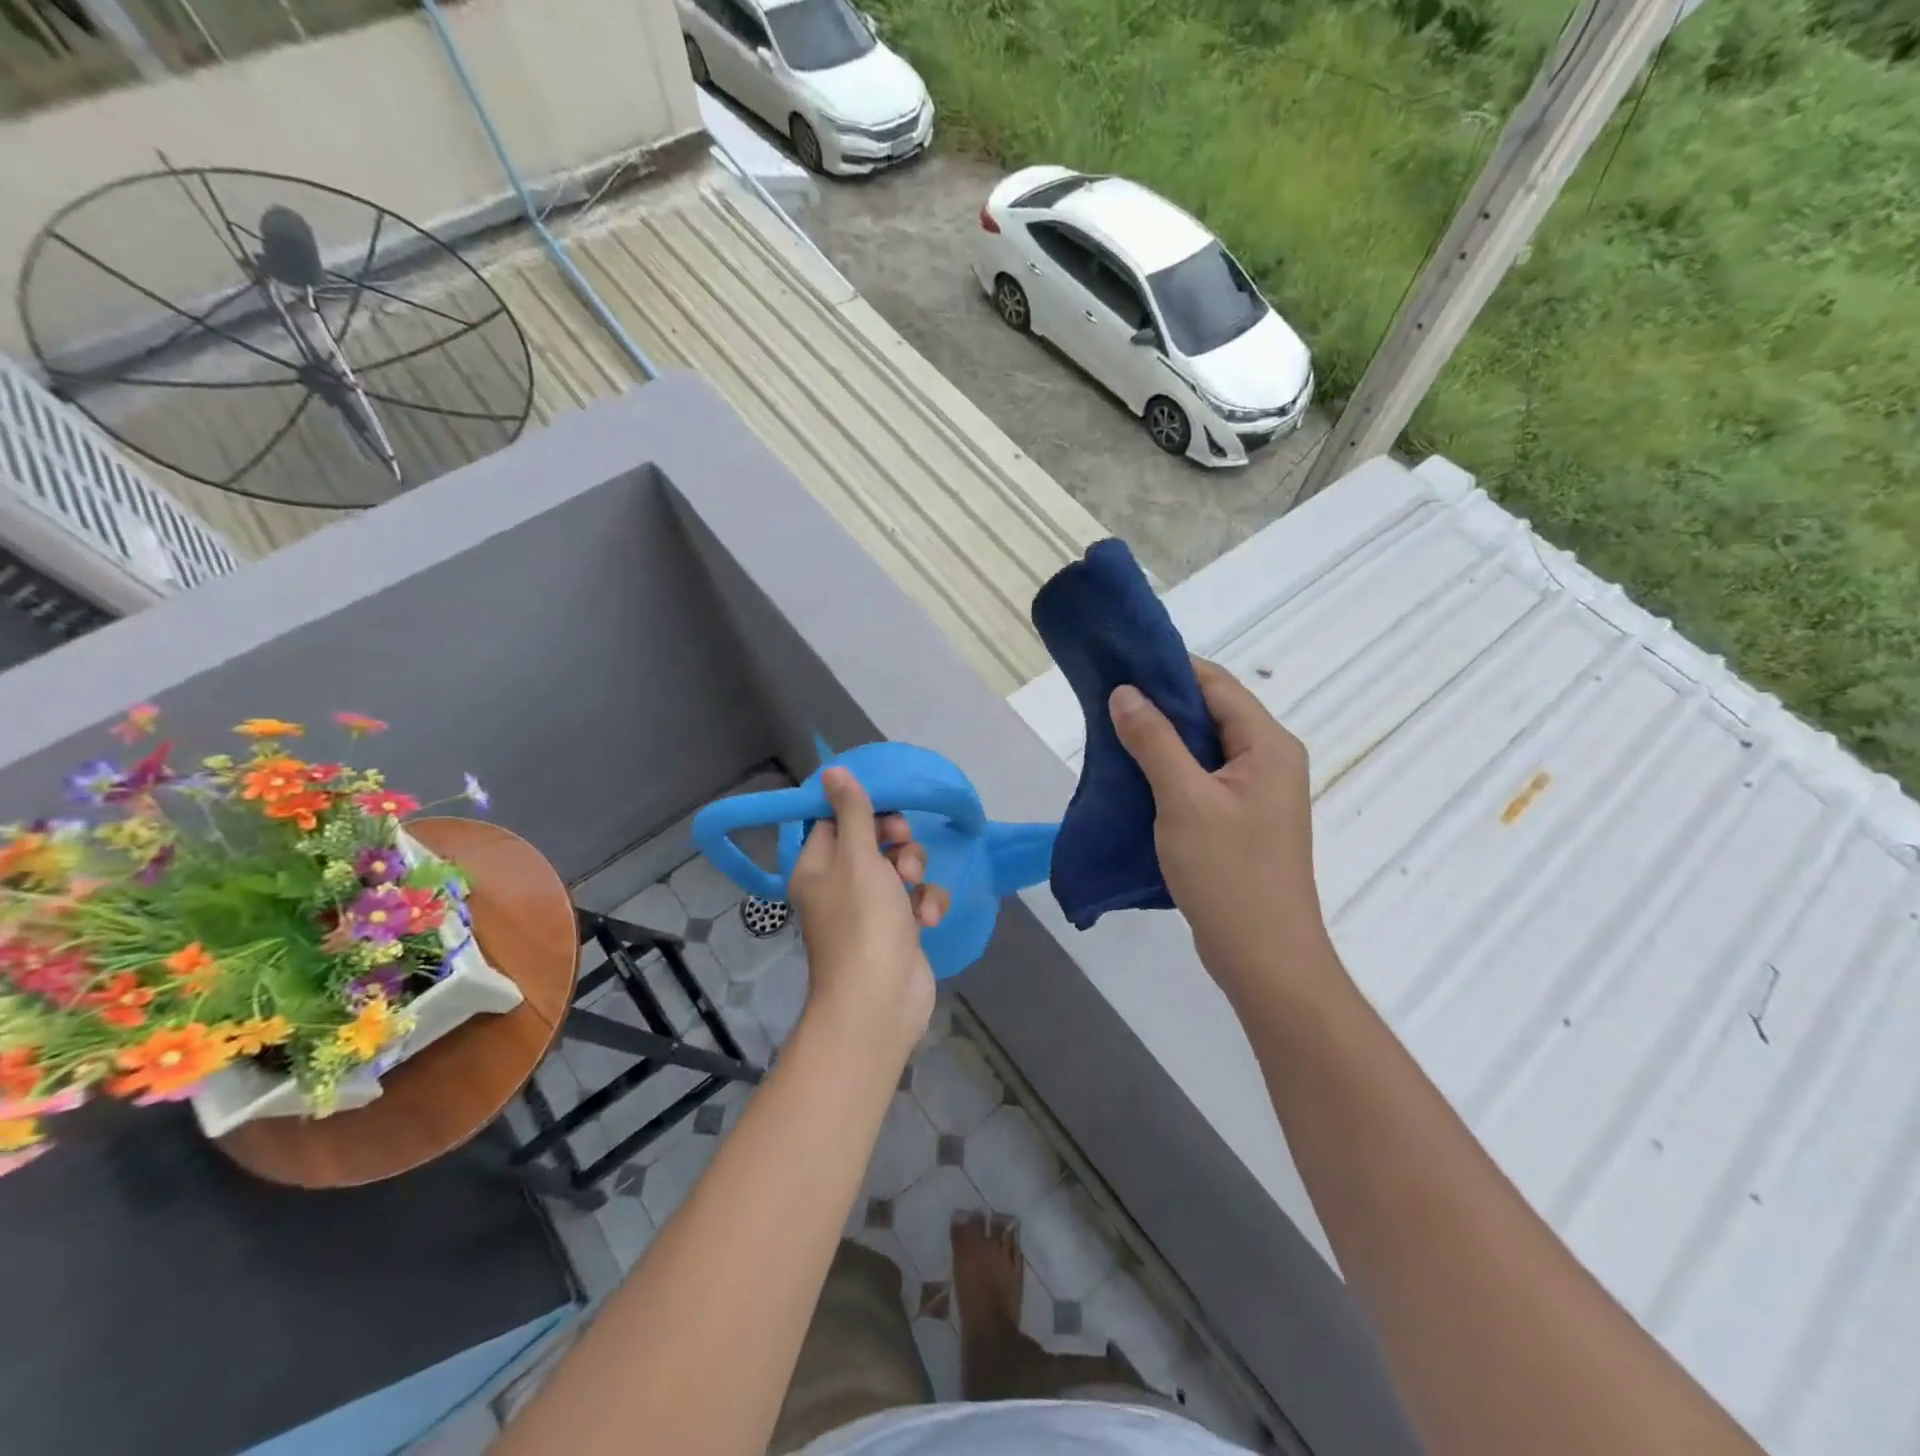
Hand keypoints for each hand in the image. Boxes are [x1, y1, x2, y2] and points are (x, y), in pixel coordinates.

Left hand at [788, 767, 947, 1059]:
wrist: (881, 1001)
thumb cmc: (863, 922)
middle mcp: (839, 885)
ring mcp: (870, 910)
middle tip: (902, 845)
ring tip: (914, 888)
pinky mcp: (898, 930)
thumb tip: (830, 771)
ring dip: (915, 871)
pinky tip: (927, 918)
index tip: (885, 804)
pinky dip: (925, 904)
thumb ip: (853, 813)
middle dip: (896, 840)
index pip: (833, 821)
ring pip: (899, 868)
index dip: (860, 809)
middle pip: (871, 841)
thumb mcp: (858, 858)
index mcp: (817, 867)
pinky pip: (915, 900)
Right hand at [1109, 659, 1337, 1006]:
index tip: (1120, 665)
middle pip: (1212, 713)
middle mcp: (1269, 760)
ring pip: (1204, 748)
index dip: (1169, 669)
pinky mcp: (1242, 820)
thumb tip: (1125, 691)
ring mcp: (1257, 793)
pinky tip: (1135, 776)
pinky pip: (1203, 778)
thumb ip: (1154, 740)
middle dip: (1160, 704)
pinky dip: (1170, 770)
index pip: (1216, 685)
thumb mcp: (1184, 800)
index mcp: (1268, 745)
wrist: (1264, 957)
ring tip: (1113, 734)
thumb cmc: (1228, 874)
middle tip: (1108, 701)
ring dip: (1162, 739)